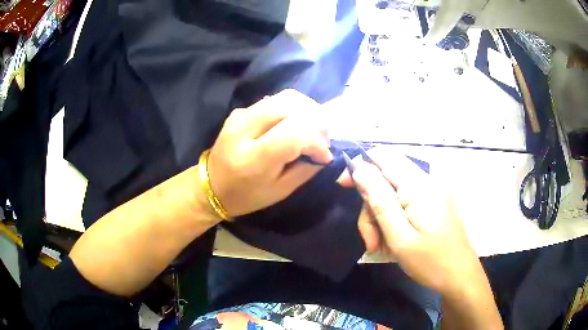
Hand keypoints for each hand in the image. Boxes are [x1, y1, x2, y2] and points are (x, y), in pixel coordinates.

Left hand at [204, 89, 332, 217]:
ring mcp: (241, 115)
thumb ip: (306, 169)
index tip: (325, 155)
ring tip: (314, 129)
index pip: (296, 133)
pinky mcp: (241, 110)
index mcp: (253, 158)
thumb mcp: (280, 191)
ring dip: (308, 110)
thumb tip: (325, 152)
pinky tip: (297, 124)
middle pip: (292, 105)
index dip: (318, 141)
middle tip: (324, 137)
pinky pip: (276, 101)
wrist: (211, 184)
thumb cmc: (246, 195)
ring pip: (286, 97)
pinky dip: (294, 109)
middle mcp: (245, 129)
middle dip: (317, 119)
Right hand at [338, 147, 479, 294]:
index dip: (360, 166)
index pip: (382, 158)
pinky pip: (404, 202)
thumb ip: (379, 200)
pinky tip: (392, 241)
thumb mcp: (399, 236)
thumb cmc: (430, 261)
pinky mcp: (431, 203)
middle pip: (385, 179)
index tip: (343, 186)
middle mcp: (425, 181)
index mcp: (417, 186)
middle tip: (371, 239)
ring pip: (392, 193)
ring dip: (380, 217)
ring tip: (380, 246)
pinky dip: (393, 219)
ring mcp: (430, 192)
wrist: (459, 276)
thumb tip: (359, 168)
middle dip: (371, 205)